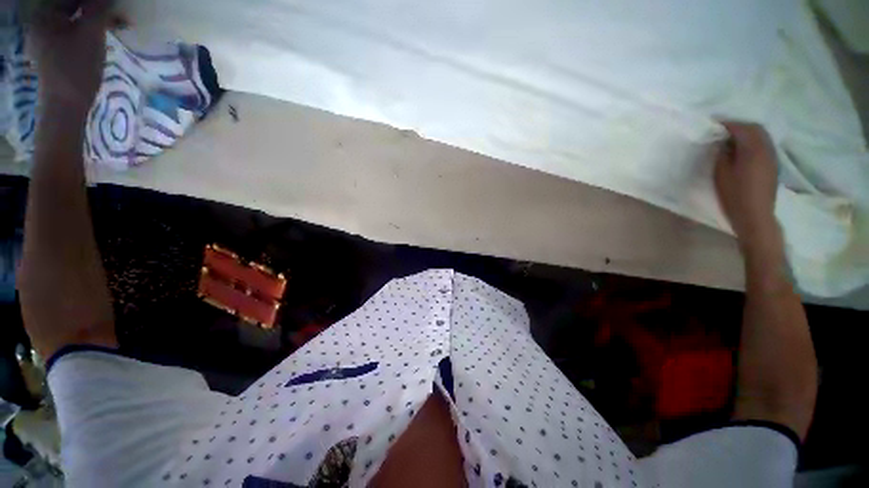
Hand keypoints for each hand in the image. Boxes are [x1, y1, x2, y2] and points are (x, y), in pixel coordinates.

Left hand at [28, 0, 110, 113]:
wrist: (67, 105)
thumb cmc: (76, 68)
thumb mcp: (91, 34)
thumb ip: (98, 8)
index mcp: (44, 14)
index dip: (94, 0)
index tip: (111, 3)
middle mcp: (42, 20)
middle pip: (72, 4)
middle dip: (95, 5)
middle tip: (116, 12)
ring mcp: (47, 35)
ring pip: (75, 15)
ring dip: (95, 15)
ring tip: (116, 21)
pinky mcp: (56, 47)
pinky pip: (74, 27)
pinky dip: (89, 26)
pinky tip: (104, 30)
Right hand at [713, 121, 780, 251]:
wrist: (755, 215)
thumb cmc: (734, 194)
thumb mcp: (721, 173)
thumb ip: (723, 154)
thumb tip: (723, 142)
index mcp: (753, 149)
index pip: (741, 128)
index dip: (727, 124)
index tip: (713, 125)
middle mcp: (766, 148)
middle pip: (755, 128)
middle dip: (739, 126)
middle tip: (722, 130)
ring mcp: (772, 156)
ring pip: (761, 135)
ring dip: (747, 133)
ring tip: (731, 139)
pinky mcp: (772, 164)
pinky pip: (764, 144)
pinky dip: (753, 141)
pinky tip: (743, 149)